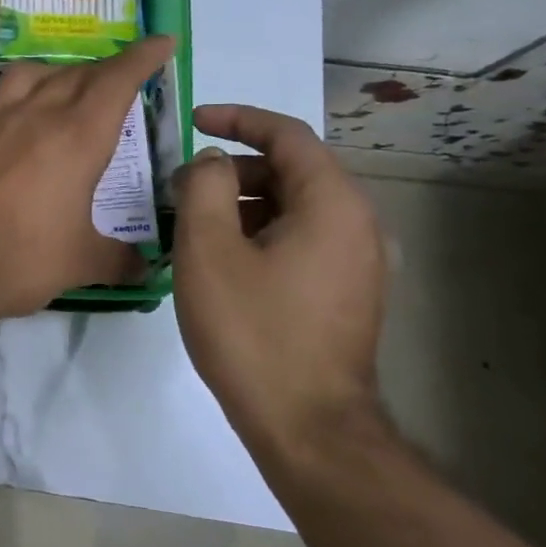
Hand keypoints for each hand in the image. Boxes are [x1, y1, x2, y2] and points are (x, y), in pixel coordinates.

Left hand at [0, 37, 174, 322]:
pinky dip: (5, 104)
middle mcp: (34, 116)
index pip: (117, 80)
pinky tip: (5, 123)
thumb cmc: (20, 260)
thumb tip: (144, 269)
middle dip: (104, 71)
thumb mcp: (82, 263)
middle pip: (75, 74)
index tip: (161, 42)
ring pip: (26, 75)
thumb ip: (119, 260)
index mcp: (77, 137)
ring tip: (60, 89)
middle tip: (118, 81)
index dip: (142, 57)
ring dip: (51, 74)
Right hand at [171, 104, 387, 465]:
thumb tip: (214, 163)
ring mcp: (359, 263)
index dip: (238, 119)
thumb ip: (206, 187)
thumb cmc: (252, 330)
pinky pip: (303, 239)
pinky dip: (262, 232)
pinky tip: (223, 261)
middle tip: (185, 187)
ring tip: (196, 226)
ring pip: (296, 207)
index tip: (194, 121)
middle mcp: (359, 225)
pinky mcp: (349, 293)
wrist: (308, 427)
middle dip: (235, 167)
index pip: (288, 135)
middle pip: (294, 170)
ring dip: (245, 203)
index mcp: (333, 204)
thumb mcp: (209, 249)